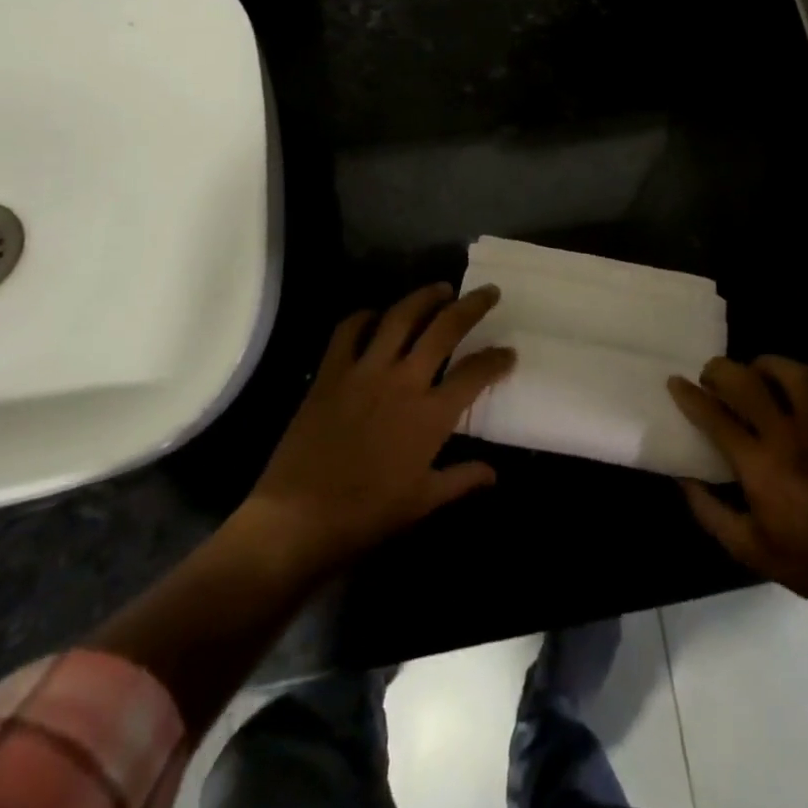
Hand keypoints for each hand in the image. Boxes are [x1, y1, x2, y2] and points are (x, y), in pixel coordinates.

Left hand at [223, 283, 516, 578]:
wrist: (298, 519)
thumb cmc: (366, 515)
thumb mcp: (422, 502)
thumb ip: (461, 480)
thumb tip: (493, 473)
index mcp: (431, 415)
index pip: (475, 373)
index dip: (497, 359)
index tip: (509, 352)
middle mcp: (404, 381)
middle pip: (445, 329)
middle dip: (472, 306)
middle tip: (488, 291)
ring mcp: (365, 371)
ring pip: (401, 317)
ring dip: (424, 297)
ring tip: (441, 288)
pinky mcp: (331, 372)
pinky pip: (348, 331)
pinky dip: (364, 317)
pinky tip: (375, 315)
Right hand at [669, 355, 807, 609]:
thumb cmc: (803, 559)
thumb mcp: (746, 547)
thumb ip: (709, 510)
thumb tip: (683, 477)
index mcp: (760, 465)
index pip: (716, 417)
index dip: (690, 396)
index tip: (675, 382)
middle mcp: (789, 436)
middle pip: (749, 382)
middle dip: (722, 370)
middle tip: (712, 375)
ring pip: (794, 374)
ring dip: (768, 365)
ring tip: (756, 371)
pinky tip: (803, 383)